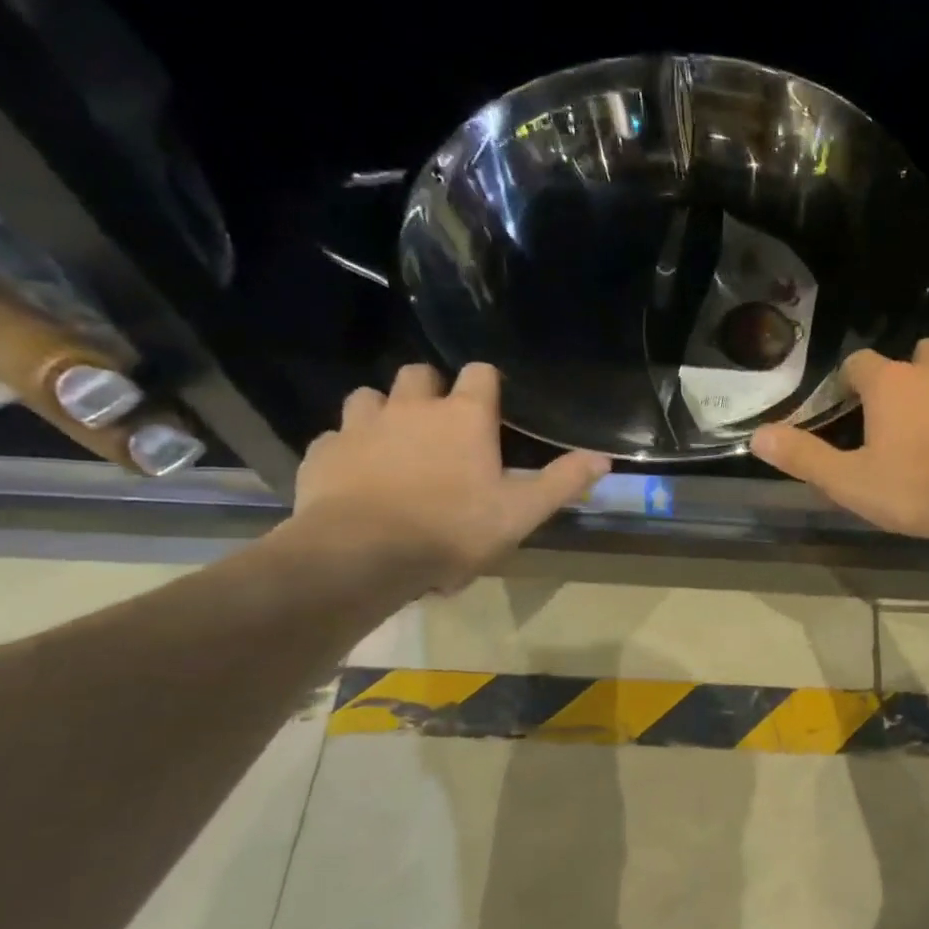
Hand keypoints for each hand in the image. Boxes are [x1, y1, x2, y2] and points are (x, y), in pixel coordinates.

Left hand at [293, 362, 609, 592]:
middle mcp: (411, 407)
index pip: (480, 374)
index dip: (487, 384)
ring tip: (393, 445)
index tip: (491, 406)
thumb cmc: (453, 530)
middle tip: (440, 425)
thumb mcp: (521, 513)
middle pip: (419, 373)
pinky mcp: (324, 452)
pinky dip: (349, 448)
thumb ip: (563, 482)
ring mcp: (362, 426)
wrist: (363, 556)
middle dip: (431, 390)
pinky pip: (336, 437)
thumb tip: (604, 458)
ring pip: (369, 397)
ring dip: (384, 412)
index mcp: (463, 417)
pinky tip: (356, 475)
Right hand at [751, 337, 928, 545]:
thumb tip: (757, 436)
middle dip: (909, 372)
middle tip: (905, 410)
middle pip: (918, 351)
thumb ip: (804, 458)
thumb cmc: (919, 489)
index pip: (860, 363)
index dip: (852, 381)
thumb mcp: (851, 482)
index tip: (852, 404)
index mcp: (891, 384)